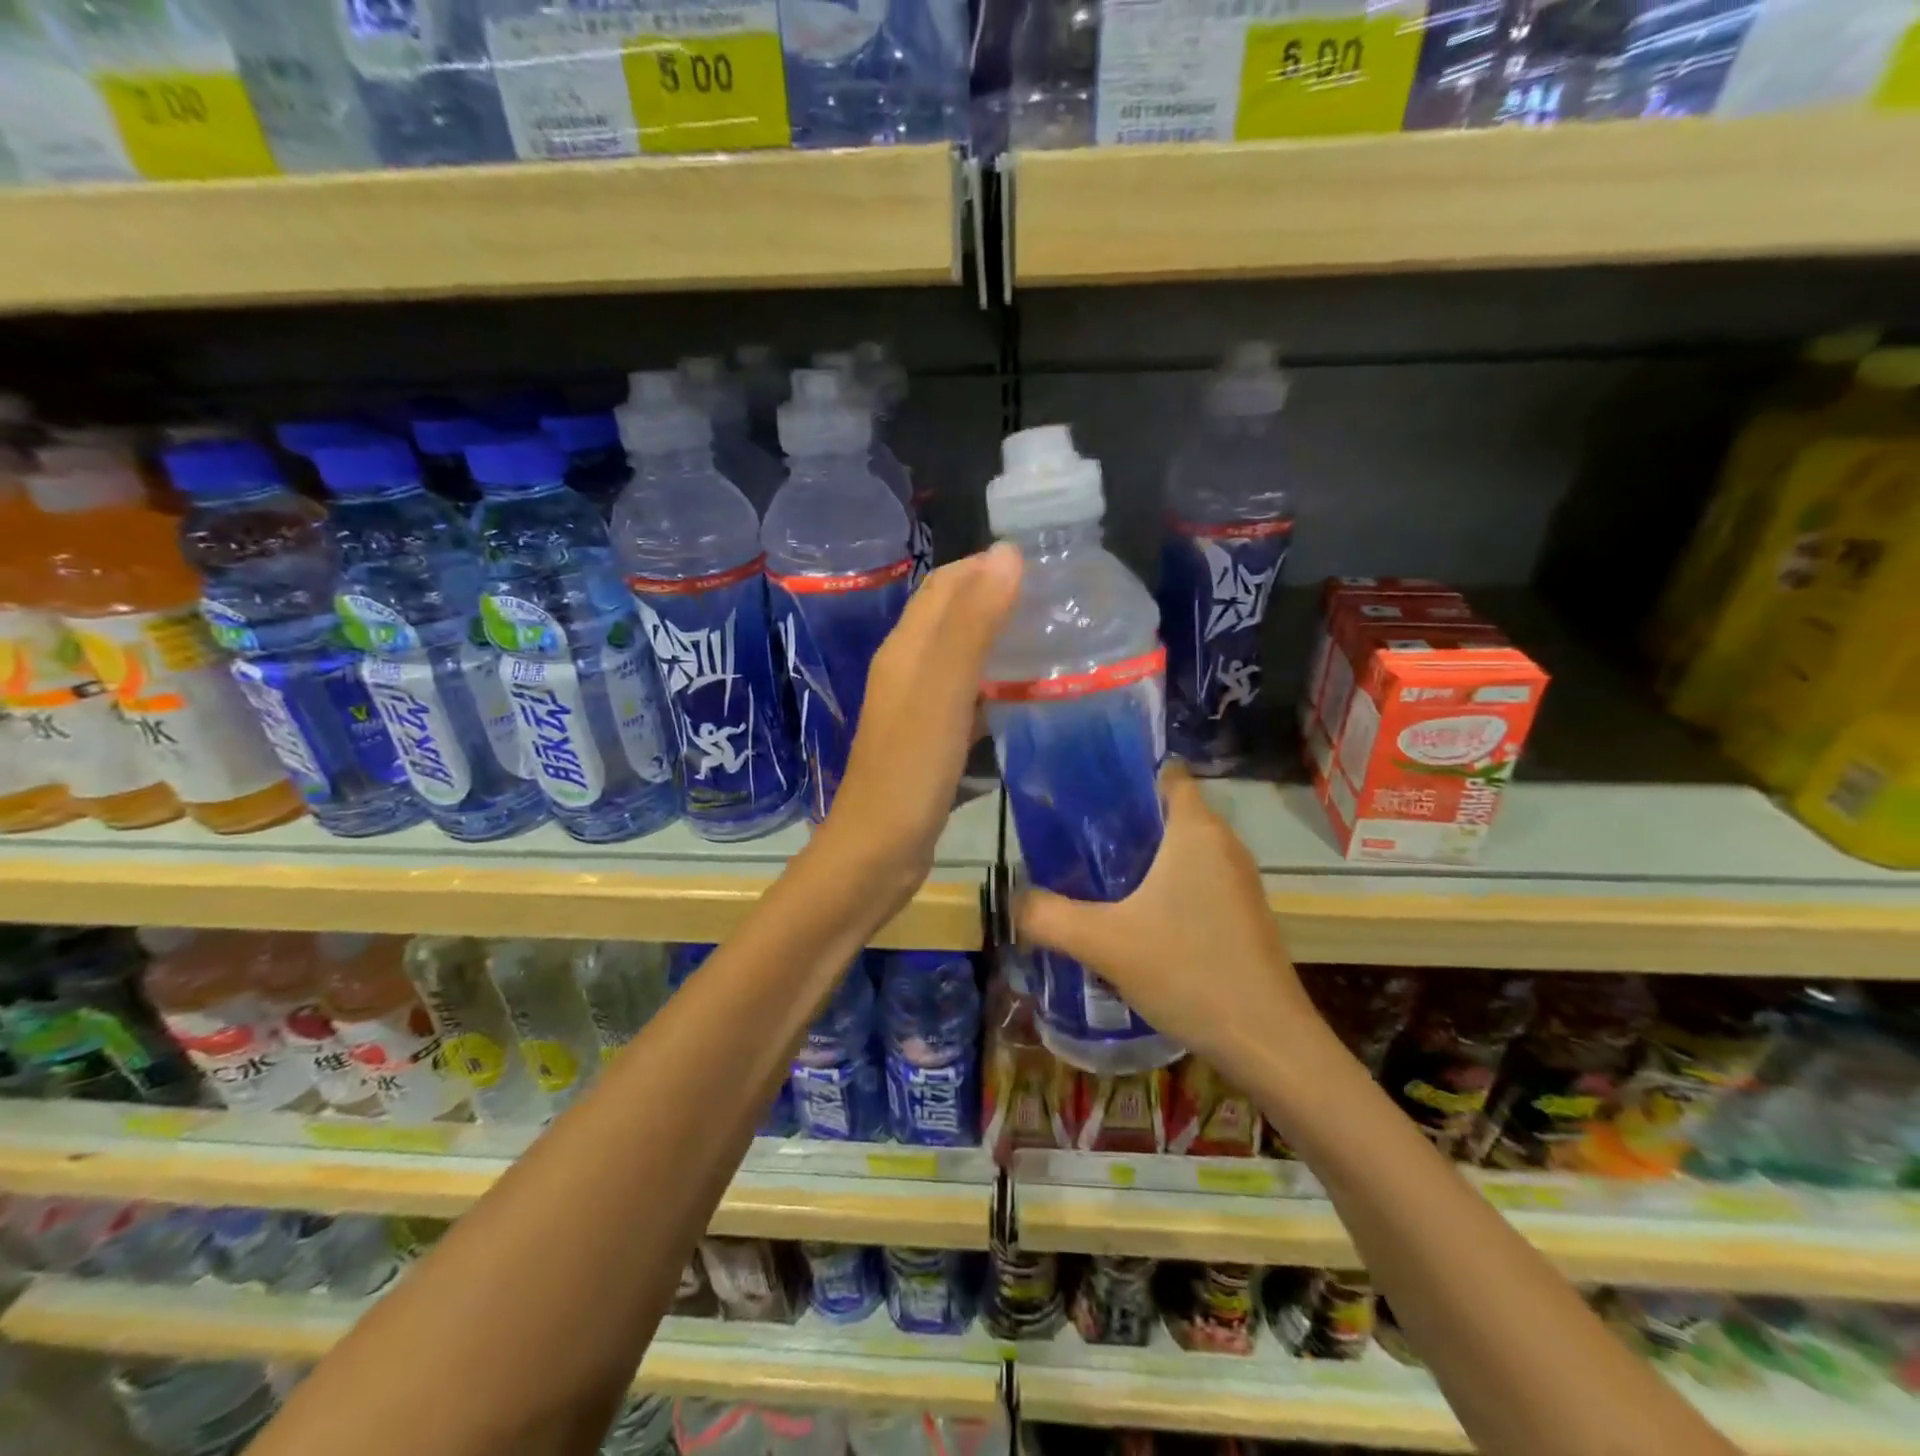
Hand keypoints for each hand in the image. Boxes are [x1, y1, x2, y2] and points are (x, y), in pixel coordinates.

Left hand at [818, 545, 1022, 910]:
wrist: (876, 855)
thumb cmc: (909, 772)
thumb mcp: (943, 693)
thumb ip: (972, 625)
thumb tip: (1007, 553)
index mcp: (906, 648)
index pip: (947, 583)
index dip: (990, 565)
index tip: (1048, 564)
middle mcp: (908, 669)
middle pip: (954, 616)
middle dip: (1000, 598)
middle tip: (1061, 602)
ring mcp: (917, 708)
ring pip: (963, 657)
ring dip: (1001, 641)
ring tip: (1055, 640)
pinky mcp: (930, 741)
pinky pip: (967, 697)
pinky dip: (997, 686)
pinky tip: (1029, 696)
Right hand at [1015, 763, 1324, 1080]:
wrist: (1267, 1041)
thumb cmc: (1188, 971)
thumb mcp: (1103, 942)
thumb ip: (1048, 916)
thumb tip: (1013, 900)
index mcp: (1196, 831)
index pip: (1166, 774)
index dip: (1127, 776)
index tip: (1085, 793)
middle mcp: (1223, 845)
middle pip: (1169, 812)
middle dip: (1123, 820)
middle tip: (1073, 838)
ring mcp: (1238, 881)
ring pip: (1182, 850)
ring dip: (1143, 857)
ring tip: (1094, 874)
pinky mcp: (1242, 913)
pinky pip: (1196, 880)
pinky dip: (1165, 885)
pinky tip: (1133, 917)